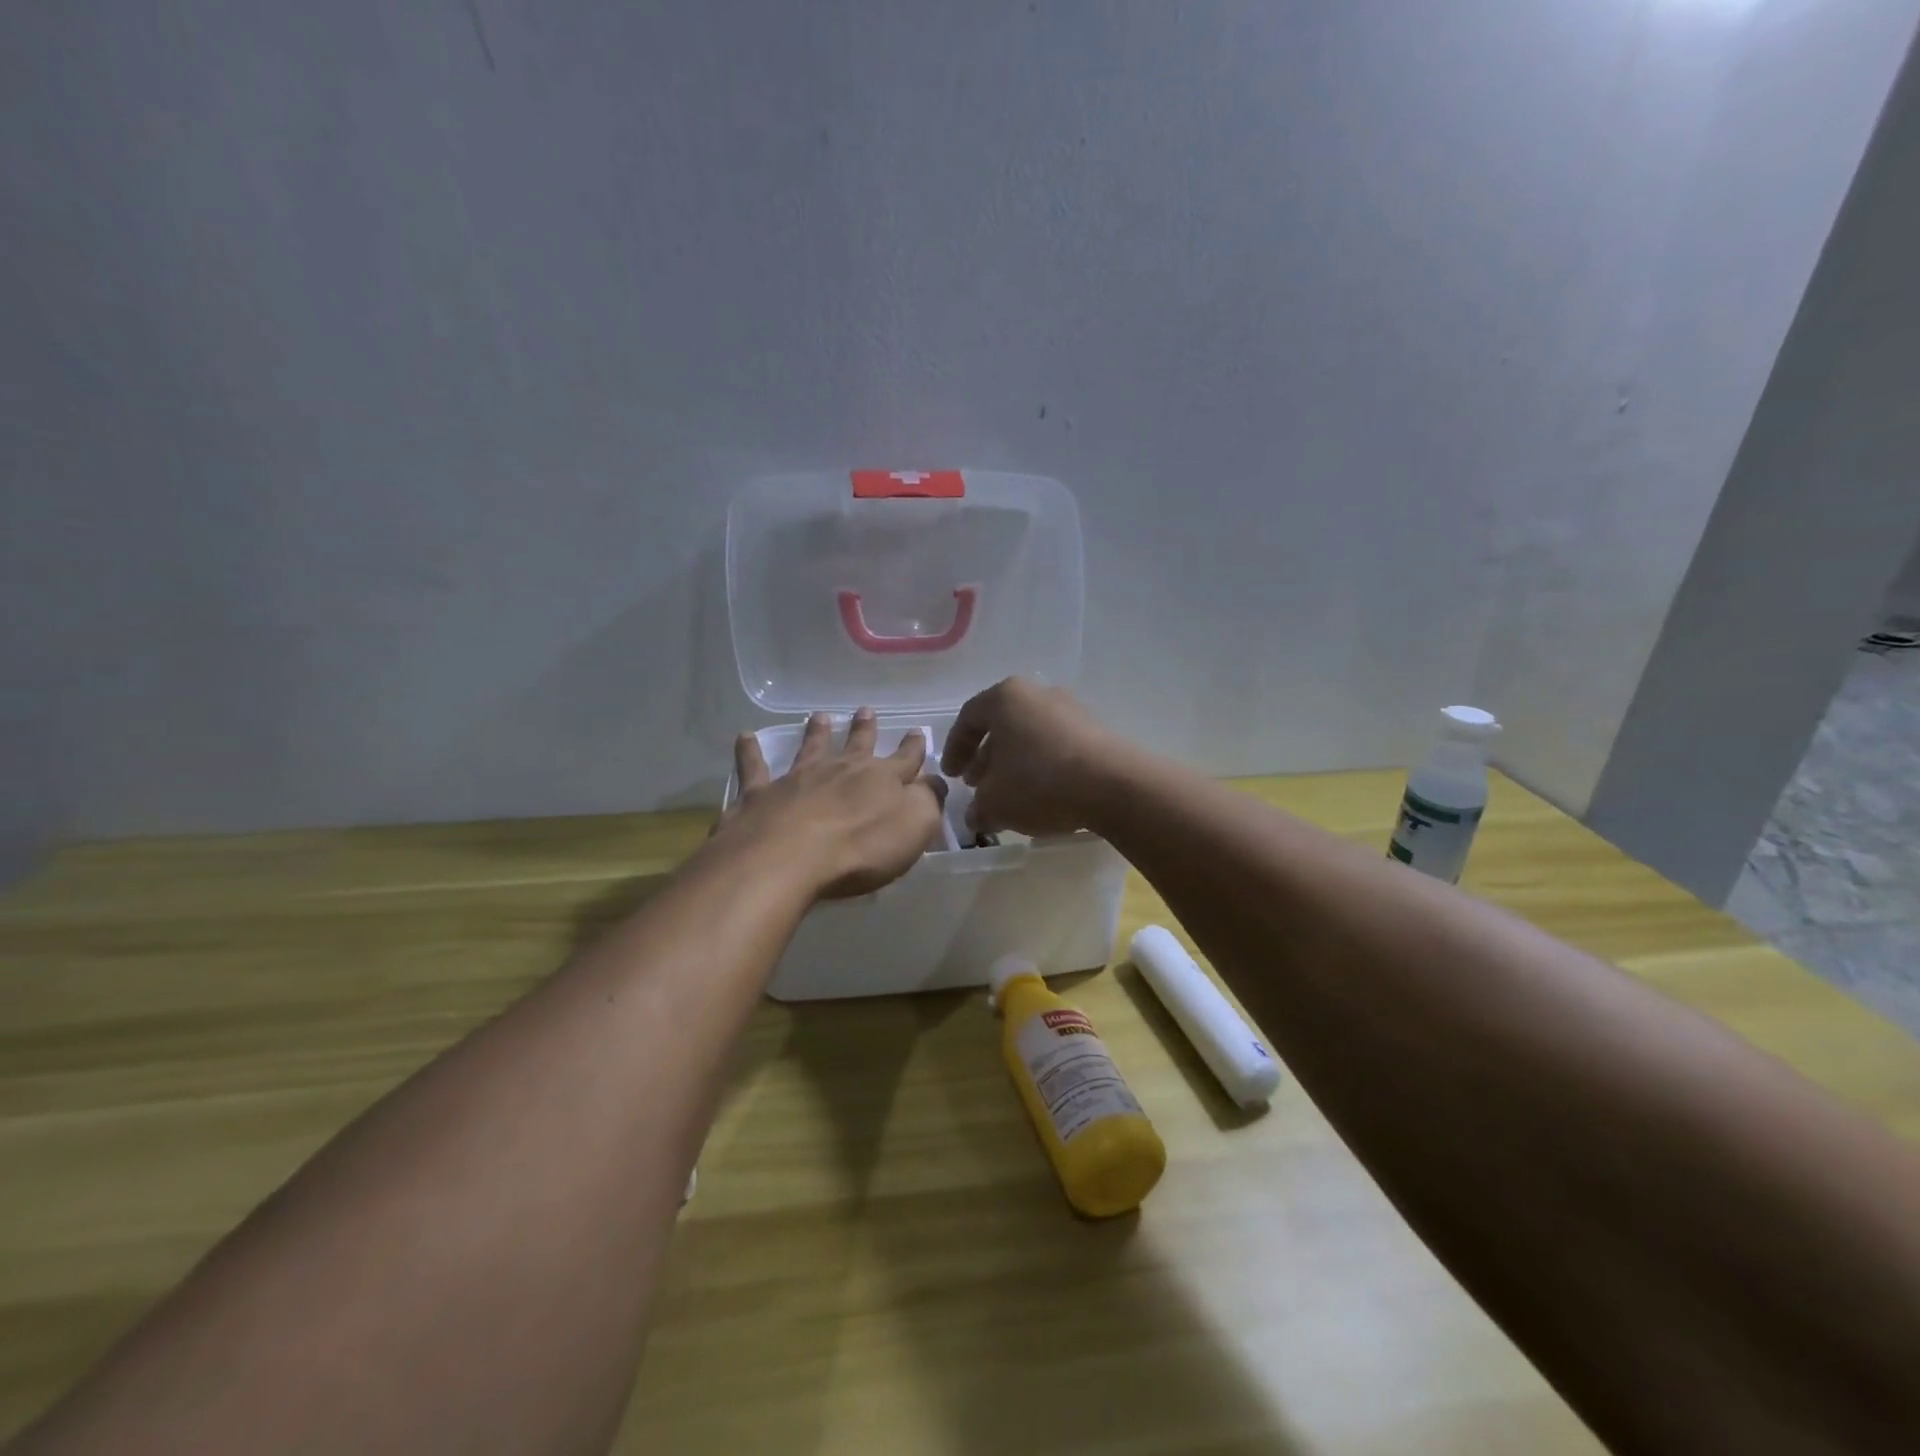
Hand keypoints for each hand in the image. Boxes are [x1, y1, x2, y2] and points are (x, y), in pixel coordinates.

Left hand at [721, 708, 947, 899]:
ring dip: (816, 731)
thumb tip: (936, 781)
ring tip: (819, 716)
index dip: (913, 747)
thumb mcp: (914, 826)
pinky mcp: (761, 794)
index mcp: (882, 780)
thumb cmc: (861, 848)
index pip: (905, 760)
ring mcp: (798, 778)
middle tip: (866, 710)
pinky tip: (744, 736)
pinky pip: (754, 767)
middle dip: (865, 728)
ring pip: (810, 747)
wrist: (789, 856)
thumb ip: (929, 801)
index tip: (917, 731)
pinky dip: (749, 751)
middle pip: (857, 744)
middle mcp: (841, 770)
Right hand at [940, 677, 1129, 837]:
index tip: (951, 776)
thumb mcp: (995, 802)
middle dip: (986, 758)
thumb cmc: (1040, 782)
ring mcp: (1071, 709)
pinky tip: (1041, 795)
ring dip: (1014, 764)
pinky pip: (1056, 745)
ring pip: (1030, 736)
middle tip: (978, 785)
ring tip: (1009, 795)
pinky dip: (1041, 766)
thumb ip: (978, 808)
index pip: (968, 718)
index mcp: (1005, 697)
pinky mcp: (1095, 730)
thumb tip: (976, 816)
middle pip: (1002, 725)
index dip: (954, 749)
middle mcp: (1038, 693)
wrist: (1114, 785)